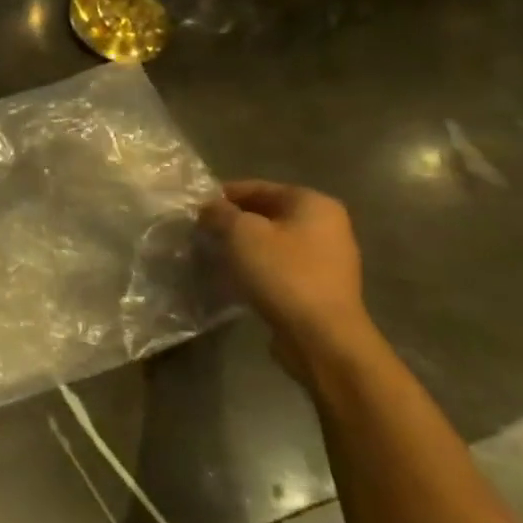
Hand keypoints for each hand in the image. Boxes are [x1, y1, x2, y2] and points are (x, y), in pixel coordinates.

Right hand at [199, 180, 377, 381]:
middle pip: (266, 212)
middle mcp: (327, 224)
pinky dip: (258, 265)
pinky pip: (281, 264)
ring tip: (213, 253)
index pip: (256, 187)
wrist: (321, 336)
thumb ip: (219, 212)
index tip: (194, 209)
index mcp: (313, 203)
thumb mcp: (240, 232)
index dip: (221, 196)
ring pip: (272, 239)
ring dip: (243, 244)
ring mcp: (328, 257)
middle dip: (232, 221)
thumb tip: (208, 207)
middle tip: (200, 232)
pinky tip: (236, 275)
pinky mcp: (321, 285)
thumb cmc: (282, 272)